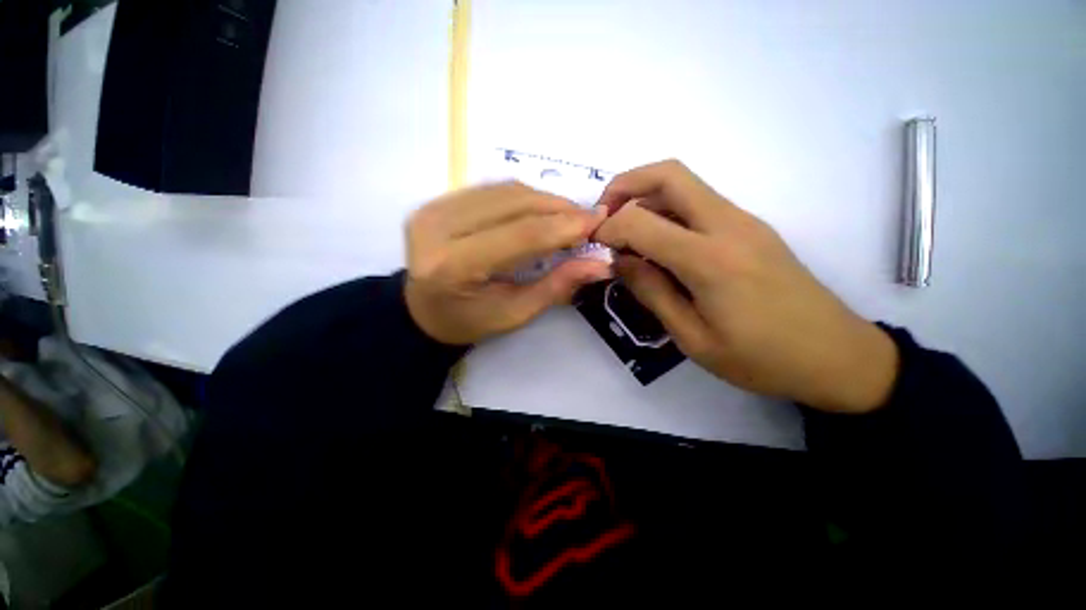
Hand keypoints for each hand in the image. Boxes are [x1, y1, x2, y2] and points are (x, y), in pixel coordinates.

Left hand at [405, 182, 611, 344]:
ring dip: (544, 199)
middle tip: (588, 218)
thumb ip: (558, 285)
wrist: (423, 311)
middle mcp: (437, 228)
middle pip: (513, 204)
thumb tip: (600, 264)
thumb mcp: (516, 313)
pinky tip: (540, 210)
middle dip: (559, 208)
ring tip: (568, 215)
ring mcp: (432, 209)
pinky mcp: (435, 201)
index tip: (598, 221)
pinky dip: (523, 197)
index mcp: (454, 266)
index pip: (521, 235)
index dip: (564, 226)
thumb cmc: (470, 321)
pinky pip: (491, 190)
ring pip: (504, 191)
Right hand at [594, 160, 897, 412]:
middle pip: (670, 174)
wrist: (837, 356)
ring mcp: (744, 221)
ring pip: (685, 184)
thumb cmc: (761, 358)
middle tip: (604, 213)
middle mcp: (728, 226)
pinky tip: (657, 243)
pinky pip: (699, 203)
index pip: (641, 221)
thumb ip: (652, 292)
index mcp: (710, 260)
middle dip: (625, 185)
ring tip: (625, 231)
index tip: (595, 245)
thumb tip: (621, 261)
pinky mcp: (750, 227)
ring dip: (645, 196)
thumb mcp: (693, 337)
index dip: (609, 228)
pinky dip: (666, 210)